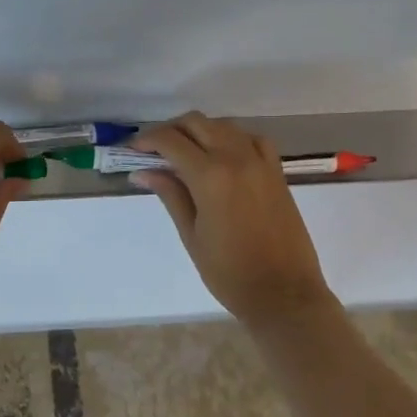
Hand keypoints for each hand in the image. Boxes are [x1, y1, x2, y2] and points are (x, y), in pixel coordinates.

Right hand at [131, 111, 334, 324]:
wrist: (283, 293)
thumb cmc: (229, 272)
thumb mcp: (191, 234)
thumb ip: (170, 194)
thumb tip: (143, 171)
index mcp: (210, 176)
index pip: (171, 141)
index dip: (147, 140)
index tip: (133, 151)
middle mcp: (236, 158)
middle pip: (197, 123)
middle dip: (170, 130)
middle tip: (154, 151)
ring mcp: (260, 162)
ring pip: (224, 126)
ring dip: (200, 131)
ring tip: (184, 153)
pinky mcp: (276, 172)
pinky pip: (251, 139)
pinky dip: (231, 138)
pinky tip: (222, 155)